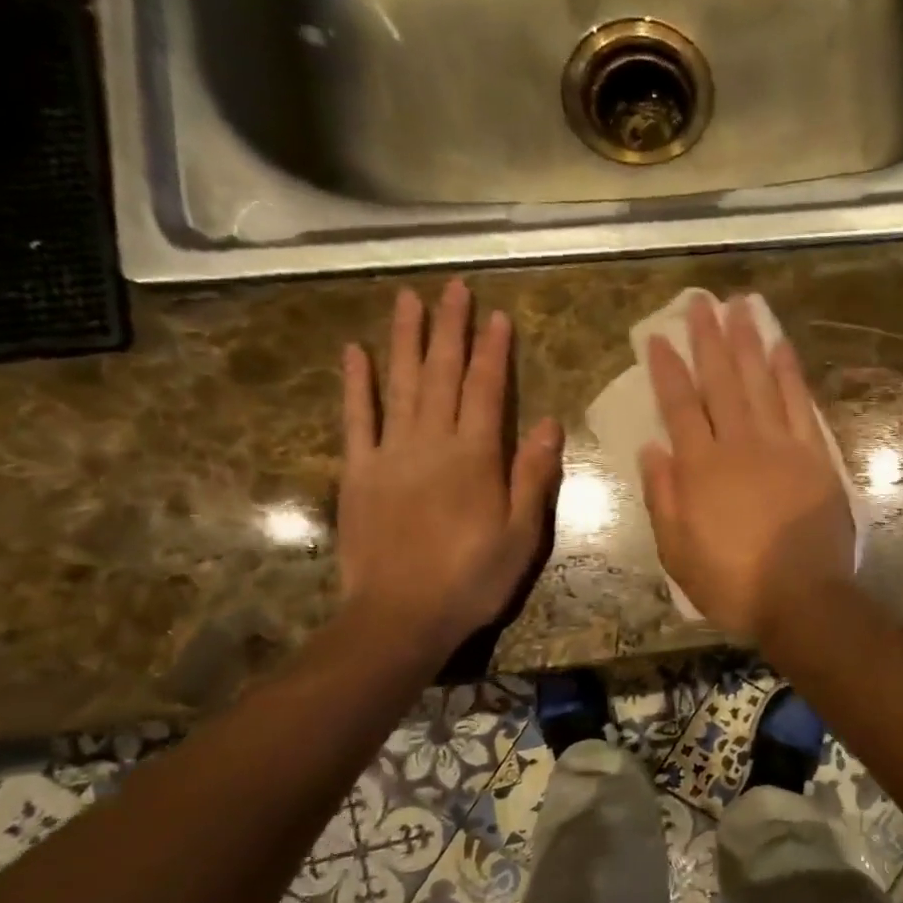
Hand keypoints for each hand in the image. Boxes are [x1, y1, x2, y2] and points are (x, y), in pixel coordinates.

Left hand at [338, 280, 562, 656]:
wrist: (401, 616)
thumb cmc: (473, 579)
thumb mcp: (522, 535)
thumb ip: (533, 476)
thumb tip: (547, 422)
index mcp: (476, 458)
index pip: (486, 390)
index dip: (493, 351)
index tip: (496, 314)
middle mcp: (432, 443)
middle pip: (442, 375)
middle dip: (449, 329)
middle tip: (452, 286)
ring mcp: (390, 454)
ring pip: (399, 385)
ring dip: (405, 340)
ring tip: (408, 300)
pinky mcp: (359, 472)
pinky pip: (356, 419)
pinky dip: (356, 384)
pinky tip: (355, 352)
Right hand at [639, 294, 854, 638]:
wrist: (802, 598)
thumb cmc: (733, 582)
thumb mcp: (678, 552)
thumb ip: (662, 497)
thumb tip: (650, 448)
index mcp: (699, 469)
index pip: (678, 406)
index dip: (667, 369)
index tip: (658, 336)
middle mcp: (738, 445)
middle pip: (720, 381)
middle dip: (708, 339)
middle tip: (701, 301)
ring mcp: (781, 446)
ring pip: (760, 382)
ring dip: (748, 342)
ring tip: (740, 306)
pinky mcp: (815, 456)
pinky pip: (800, 404)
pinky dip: (790, 373)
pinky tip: (781, 347)